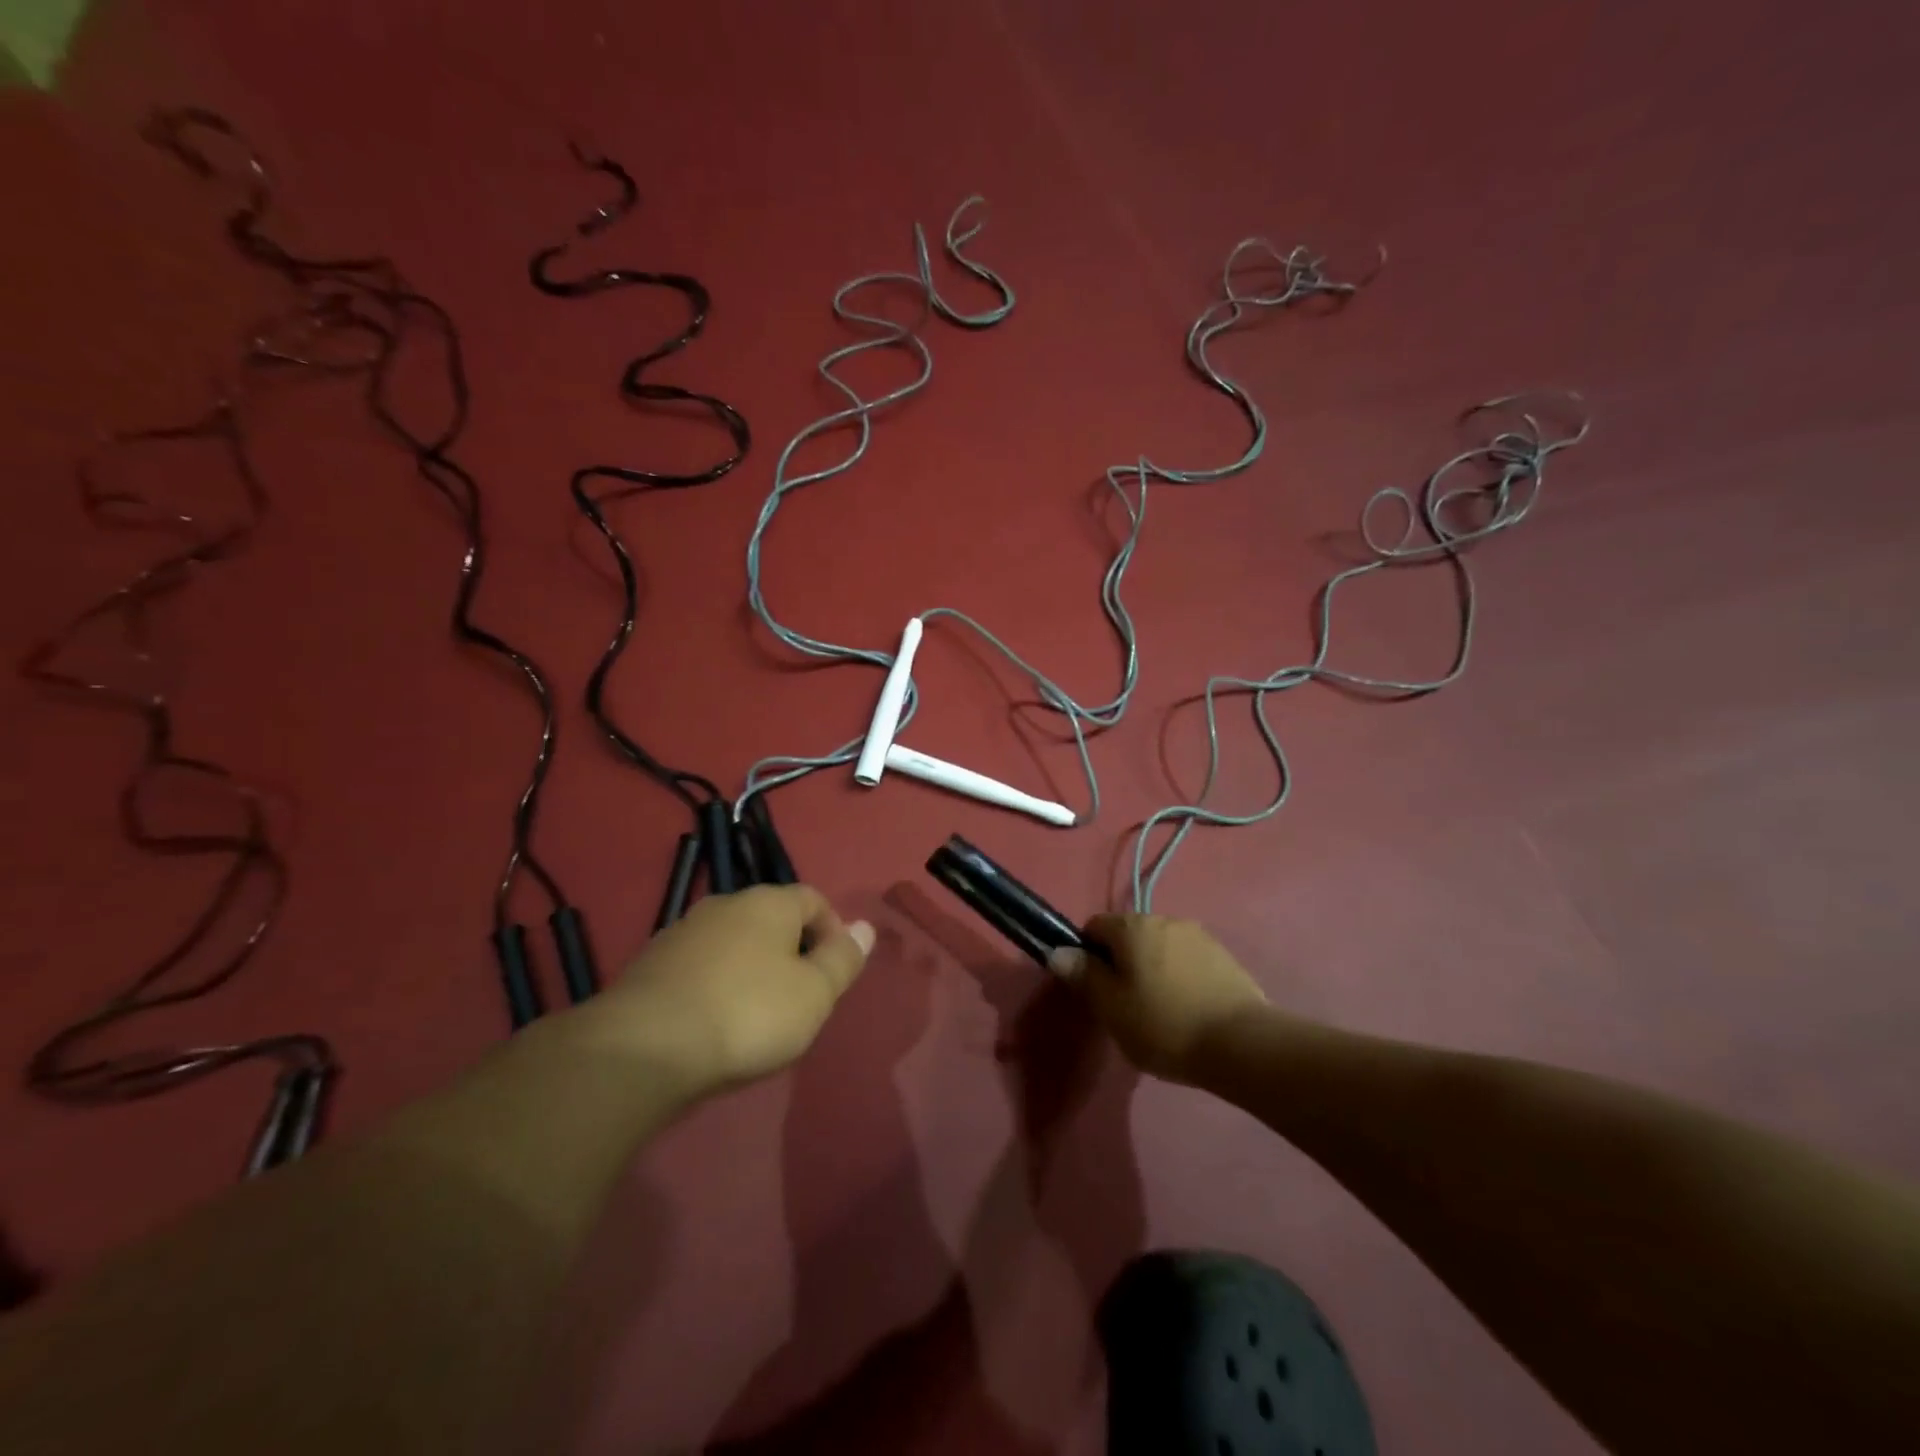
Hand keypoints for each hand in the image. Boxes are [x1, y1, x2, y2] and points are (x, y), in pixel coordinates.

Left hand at [587, 884, 874, 1095]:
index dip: (833, 930)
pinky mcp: (650, 964)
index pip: (813, 899)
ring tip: (755, 1015)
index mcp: (768, 903)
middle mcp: (725, 905)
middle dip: (791, 951)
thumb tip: (865, 927)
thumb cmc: (747, 1014)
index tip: (834, 972)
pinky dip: (715, 984)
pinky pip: (699, 966)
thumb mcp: (814, 993)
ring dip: (751, 968)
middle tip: (799, 997)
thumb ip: (842, 959)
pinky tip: (712, 1022)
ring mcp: (682, 932)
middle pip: (771, 919)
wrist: (643, 1048)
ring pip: (733, 942)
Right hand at [1051, 914, 1267, 1084]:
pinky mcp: (1225, 957)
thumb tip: (1059, 952)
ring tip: (1161, 1012)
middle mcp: (1165, 919)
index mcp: (1132, 927)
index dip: (1088, 955)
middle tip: (1125, 1005)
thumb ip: (1083, 975)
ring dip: (1154, 969)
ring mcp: (1199, 936)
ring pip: (1160, 948)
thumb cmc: (1164, 1024)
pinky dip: (1181, 978)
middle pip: (1129, 935)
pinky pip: (1188, 961)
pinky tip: (1189, 1011)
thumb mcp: (1111, 1008)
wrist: (1242, 1044)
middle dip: (1123, 962)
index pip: (1095, 926)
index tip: (1095, 989)